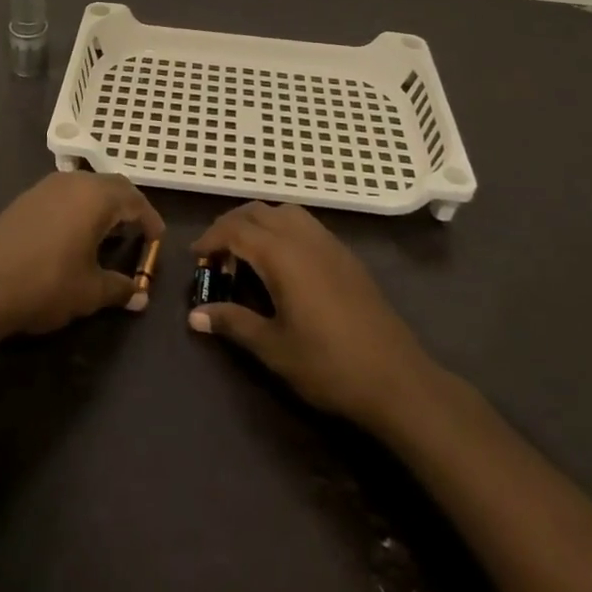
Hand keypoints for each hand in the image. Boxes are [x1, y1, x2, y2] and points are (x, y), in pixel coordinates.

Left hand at [0, 172, 164, 338]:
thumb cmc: (46, 284)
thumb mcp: (90, 292)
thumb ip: (120, 289)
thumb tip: (141, 297)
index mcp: (95, 197)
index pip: (134, 200)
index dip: (150, 219)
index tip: (158, 239)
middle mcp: (72, 182)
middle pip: (111, 186)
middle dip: (128, 207)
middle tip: (137, 232)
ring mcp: (44, 187)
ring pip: (85, 187)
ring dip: (101, 205)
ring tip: (107, 234)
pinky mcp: (24, 199)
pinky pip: (63, 195)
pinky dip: (78, 208)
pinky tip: (73, 235)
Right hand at [189, 201, 440, 429]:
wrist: (396, 379)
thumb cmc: (328, 365)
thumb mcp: (273, 348)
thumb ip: (232, 323)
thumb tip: (194, 316)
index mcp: (282, 254)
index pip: (235, 229)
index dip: (211, 238)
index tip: (195, 257)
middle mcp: (304, 237)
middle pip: (258, 211)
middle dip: (231, 225)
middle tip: (216, 255)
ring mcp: (329, 243)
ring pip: (284, 211)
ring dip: (259, 222)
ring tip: (246, 254)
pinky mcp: (346, 255)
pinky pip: (305, 224)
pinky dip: (282, 229)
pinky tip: (282, 263)